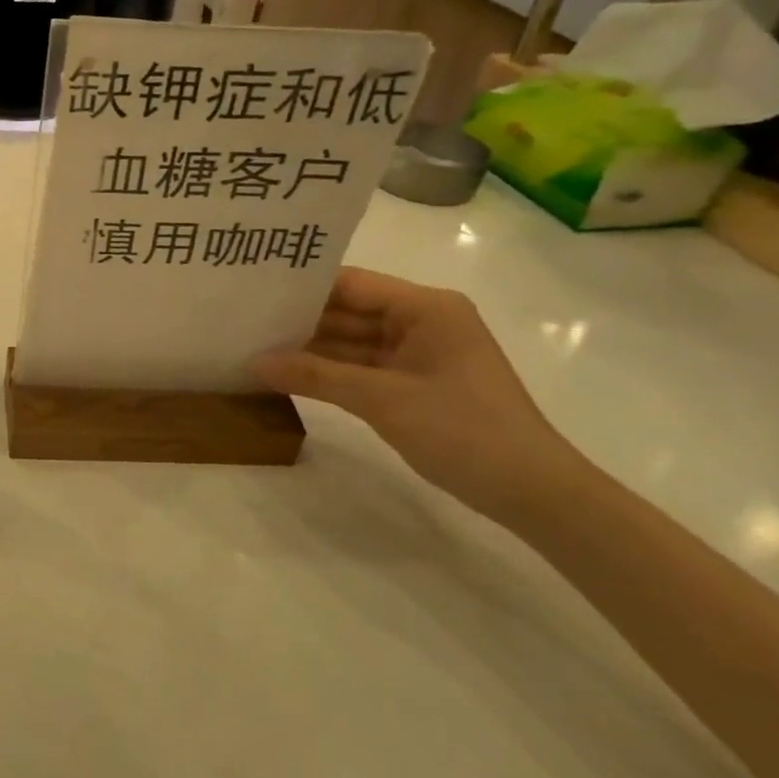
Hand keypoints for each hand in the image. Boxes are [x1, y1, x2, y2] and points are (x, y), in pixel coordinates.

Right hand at [253, 268, 587, 523]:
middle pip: (348, 311)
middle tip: (243, 321)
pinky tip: (288, 375)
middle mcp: (422, 321)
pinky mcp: (415, 383)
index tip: (252, 291)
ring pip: (351, 342)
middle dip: (300, 320)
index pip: (350, 283)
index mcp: (425, 307)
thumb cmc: (464, 430)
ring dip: (310, 350)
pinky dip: (329, 373)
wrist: (535, 494)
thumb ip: (315, 376)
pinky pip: (362, 368)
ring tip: (254, 346)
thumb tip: (254, 363)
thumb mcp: (382, 400)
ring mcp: (419, 354)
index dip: (301, 286)